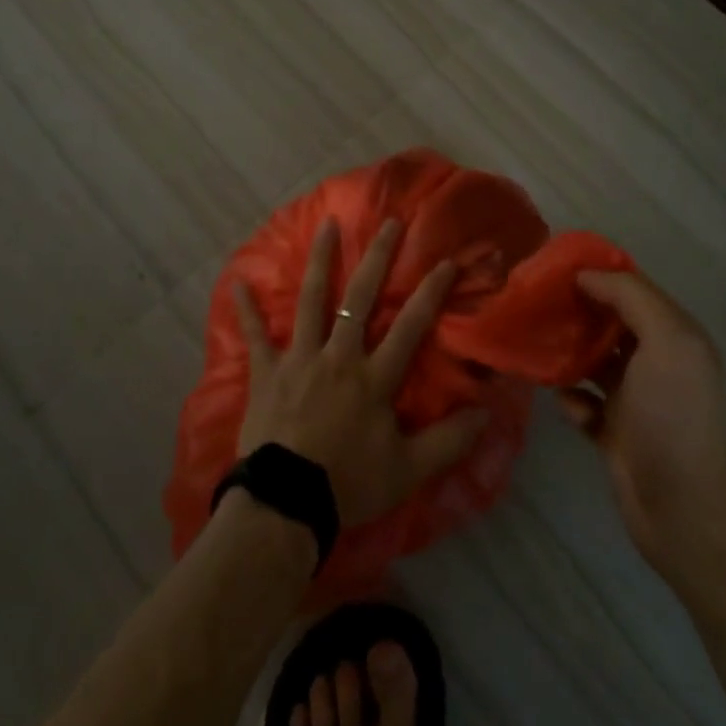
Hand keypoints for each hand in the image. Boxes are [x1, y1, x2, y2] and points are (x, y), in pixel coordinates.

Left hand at [233, 218, 489, 528]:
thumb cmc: (349, 484)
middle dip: (378, 258)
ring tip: (327, 225)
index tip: (446, 260)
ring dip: (321, 261)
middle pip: (361, 298)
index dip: (430, 292)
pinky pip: (254, 336)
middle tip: (390, 222)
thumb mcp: (408, 470)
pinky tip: (237, 282)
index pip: (410, 326)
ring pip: (312, 301)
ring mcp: (299, 360)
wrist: (286, 503)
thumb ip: (448, 441)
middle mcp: (339, 357)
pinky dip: (246, 310)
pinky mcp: (267, 373)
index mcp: (374, 377)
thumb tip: (488, 413)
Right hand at [559, 271, 725, 582]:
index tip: (551, 267)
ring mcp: (635, 399)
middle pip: (607, 323)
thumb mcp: (666, 343)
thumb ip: (631, 298)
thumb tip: (586, 275)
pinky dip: (570, 398)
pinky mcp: (614, 432)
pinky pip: (583, 403)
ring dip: (566, 353)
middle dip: (574, 311)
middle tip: (532, 303)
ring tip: (533, 345)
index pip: (631, 289)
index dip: (595, 274)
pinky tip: (563, 401)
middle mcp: (656, 362)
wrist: (687, 512)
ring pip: (591, 361)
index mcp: (674, 335)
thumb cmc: (675, 418)